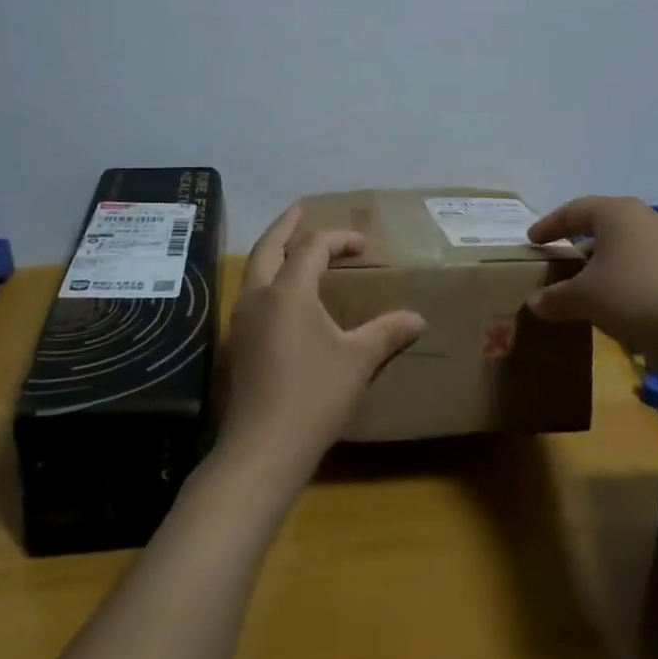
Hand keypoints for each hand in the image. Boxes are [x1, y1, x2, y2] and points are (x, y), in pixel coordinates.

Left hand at [218, 204, 424, 481]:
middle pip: (268, 246)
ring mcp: (243, 320)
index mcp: (289, 291)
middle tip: (301, 209)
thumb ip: (387, 332)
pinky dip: (267, 278)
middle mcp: (259, 296)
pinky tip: (283, 295)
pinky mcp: (239, 343)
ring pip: (254, 270)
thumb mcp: (358, 360)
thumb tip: (418, 318)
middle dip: (286, 225)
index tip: (363, 245)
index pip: (313, 247)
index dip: (339, 239)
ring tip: (291, 245)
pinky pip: (252, 294)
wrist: (262, 449)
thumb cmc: (313, 396)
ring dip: (272, 251)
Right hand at [527, 196, 657, 367]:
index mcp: (617, 212)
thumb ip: (557, 298)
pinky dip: (630, 278)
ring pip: (629, 247)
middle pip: (604, 225)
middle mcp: (647, 217)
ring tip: (591, 287)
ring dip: (607, 264)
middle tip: (561, 261)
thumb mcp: (586, 298)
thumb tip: (535, 303)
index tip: (533, 241)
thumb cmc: (636, 296)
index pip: (574, 210)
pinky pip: (649, 266)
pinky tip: (624, 304)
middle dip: (580, 244)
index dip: (550, 225)